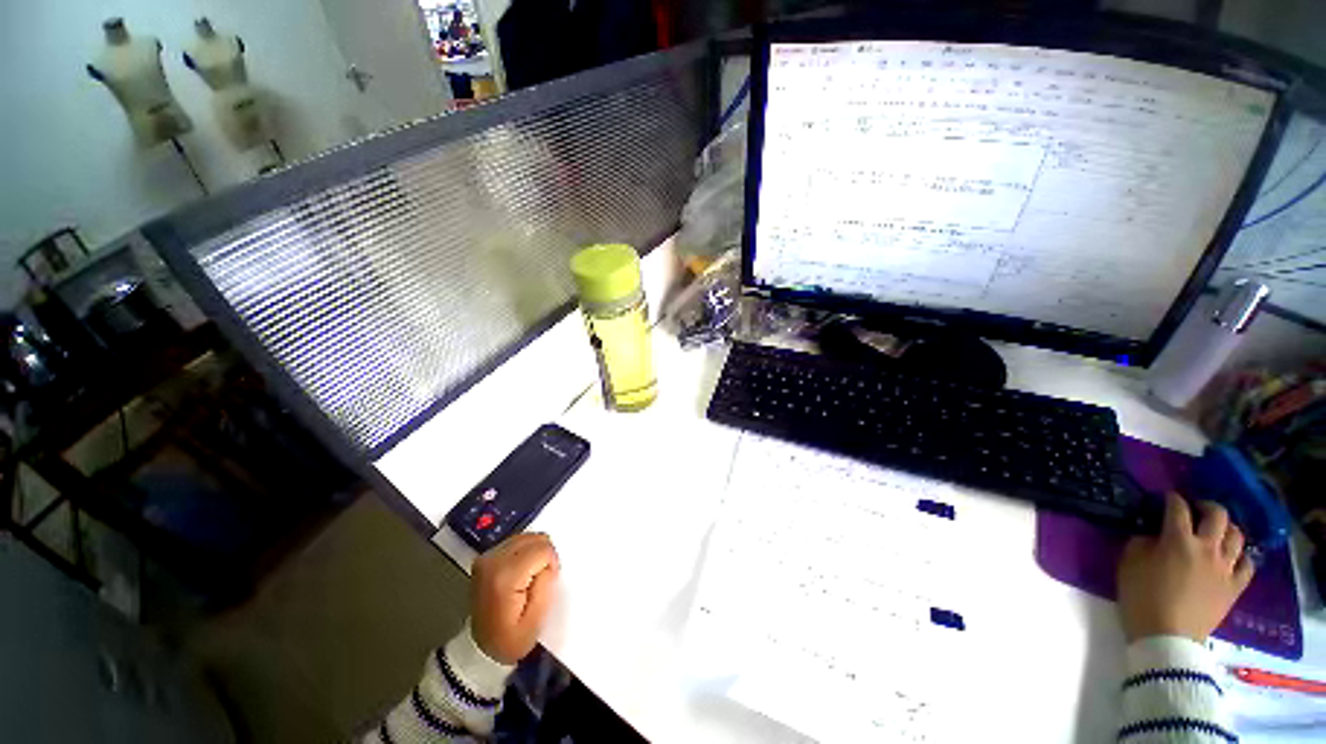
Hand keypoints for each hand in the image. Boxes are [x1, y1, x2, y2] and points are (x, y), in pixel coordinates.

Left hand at [470, 533, 559, 663]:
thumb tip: (548, 563)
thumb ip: (546, 585)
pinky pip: (516, 541)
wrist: (479, 648)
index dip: (551, 564)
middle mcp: (493, 561)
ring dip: (534, 553)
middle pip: (535, 539)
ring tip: (529, 576)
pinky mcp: (485, 557)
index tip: (544, 584)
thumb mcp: (536, 622)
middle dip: (543, 556)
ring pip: (527, 537)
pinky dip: (525, 552)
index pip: (543, 549)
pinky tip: (521, 571)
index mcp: (505, 577)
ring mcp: (486, 557)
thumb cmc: (510, 639)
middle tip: (538, 580)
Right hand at [1117, 492, 1254, 642]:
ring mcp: (1225, 568)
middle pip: (1217, 516)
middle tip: (1197, 509)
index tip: (1166, 498)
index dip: (1172, 499)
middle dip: (1207, 506)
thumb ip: (1142, 543)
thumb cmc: (1142, 597)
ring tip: (1217, 532)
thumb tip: (1153, 536)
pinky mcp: (1235, 586)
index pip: (1177, 508)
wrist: (1166, 638)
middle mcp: (1207, 547)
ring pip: (1237, 536)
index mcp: (1178, 540)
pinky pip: (1248, 563)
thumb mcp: (1129, 564)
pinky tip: (1233, 557)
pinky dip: (1242, 555)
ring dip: (1227, 529)